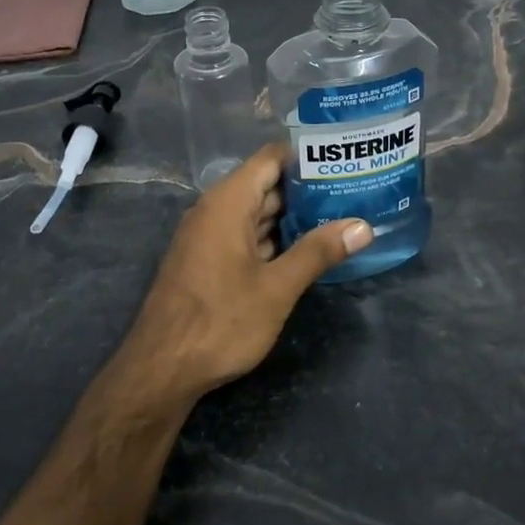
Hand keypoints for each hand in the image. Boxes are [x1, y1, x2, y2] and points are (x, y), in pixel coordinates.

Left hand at [121, 146, 370, 401]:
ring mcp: (209, 236)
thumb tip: (362, 226)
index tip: (344, 158)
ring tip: (340, 214)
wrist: (161, 368)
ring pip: (256, 213)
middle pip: (265, 184)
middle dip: (307, 188)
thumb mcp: (277, 288)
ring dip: (293, 216)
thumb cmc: (220, 321)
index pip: (271, 158)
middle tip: (353, 189)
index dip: (306, 155)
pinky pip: (245, 235)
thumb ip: (318, 252)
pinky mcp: (208, 260)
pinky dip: (274, 237)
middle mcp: (214, 210)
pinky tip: (306, 248)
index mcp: (228, 203)